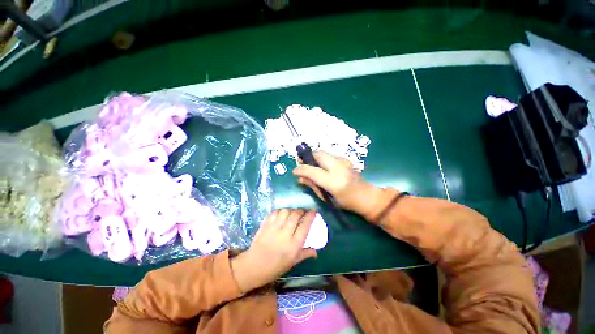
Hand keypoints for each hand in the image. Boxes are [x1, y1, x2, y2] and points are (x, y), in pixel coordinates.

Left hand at [231, 209, 316, 292]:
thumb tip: (316, 252)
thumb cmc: (275, 267)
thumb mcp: (292, 263)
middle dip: (301, 210)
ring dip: (291, 210)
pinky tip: (281, 214)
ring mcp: (274, 228)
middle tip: (303, 212)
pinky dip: (280, 211)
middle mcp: (285, 234)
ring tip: (292, 213)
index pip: (305, 226)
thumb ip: (305, 254)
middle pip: (295, 215)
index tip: (314, 211)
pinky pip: (274, 213)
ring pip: (285, 211)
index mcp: (293, 245)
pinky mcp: (265, 225)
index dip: (310, 216)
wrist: (253, 266)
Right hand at [292, 152, 374, 213]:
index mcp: (334, 181)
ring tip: (310, 166)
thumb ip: (313, 185)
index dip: (301, 169)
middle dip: (307, 157)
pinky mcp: (346, 159)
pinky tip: (321, 167)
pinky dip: (322, 159)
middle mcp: (339, 168)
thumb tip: (299, 178)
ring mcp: (343, 161)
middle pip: (319, 154)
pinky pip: (329, 156)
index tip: (294, 171)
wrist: (367, 196)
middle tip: (301, 163)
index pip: (313, 171)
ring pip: (323, 153)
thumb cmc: (346, 202)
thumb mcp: (327, 197)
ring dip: (314, 158)